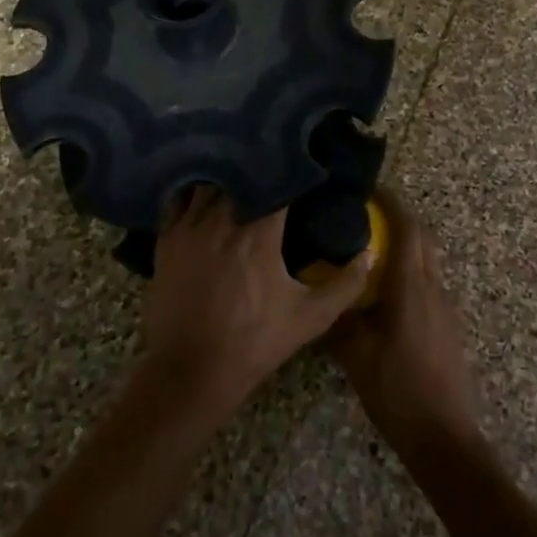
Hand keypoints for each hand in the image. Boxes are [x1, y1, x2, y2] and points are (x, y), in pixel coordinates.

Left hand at [137, 187, 369, 424]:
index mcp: (259, 230)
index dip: (292, 169)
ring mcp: (189, 226)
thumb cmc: (253, 343)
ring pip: (210, 181)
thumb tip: (370, 254)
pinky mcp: (166, 239)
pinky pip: (179, 198)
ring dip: (227, 176)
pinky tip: (204, 194)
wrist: (190, 373)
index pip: (278, 181)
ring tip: (241, 174)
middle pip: (242, 174)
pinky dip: (193, 191)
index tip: (304, 163)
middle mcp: (222, 217)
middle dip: (258, 167)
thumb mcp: (309, 319)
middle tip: (272, 165)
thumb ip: (345, 285)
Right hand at [329, 191, 482, 461]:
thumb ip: (340, 315)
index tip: (370, 189)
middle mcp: (433, 287)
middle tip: (368, 215)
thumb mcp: (355, 354)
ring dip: (406, 246)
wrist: (445, 438)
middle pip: (422, 237)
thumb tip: (324, 288)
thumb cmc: (397, 390)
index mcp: (411, 285)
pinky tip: (388, 294)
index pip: (407, 227)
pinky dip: (411, 272)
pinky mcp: (450, 326)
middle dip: (399, 218)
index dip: (391, 202)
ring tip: (373, 251)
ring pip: (428, 260)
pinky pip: (430, 283)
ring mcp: (446, 307)